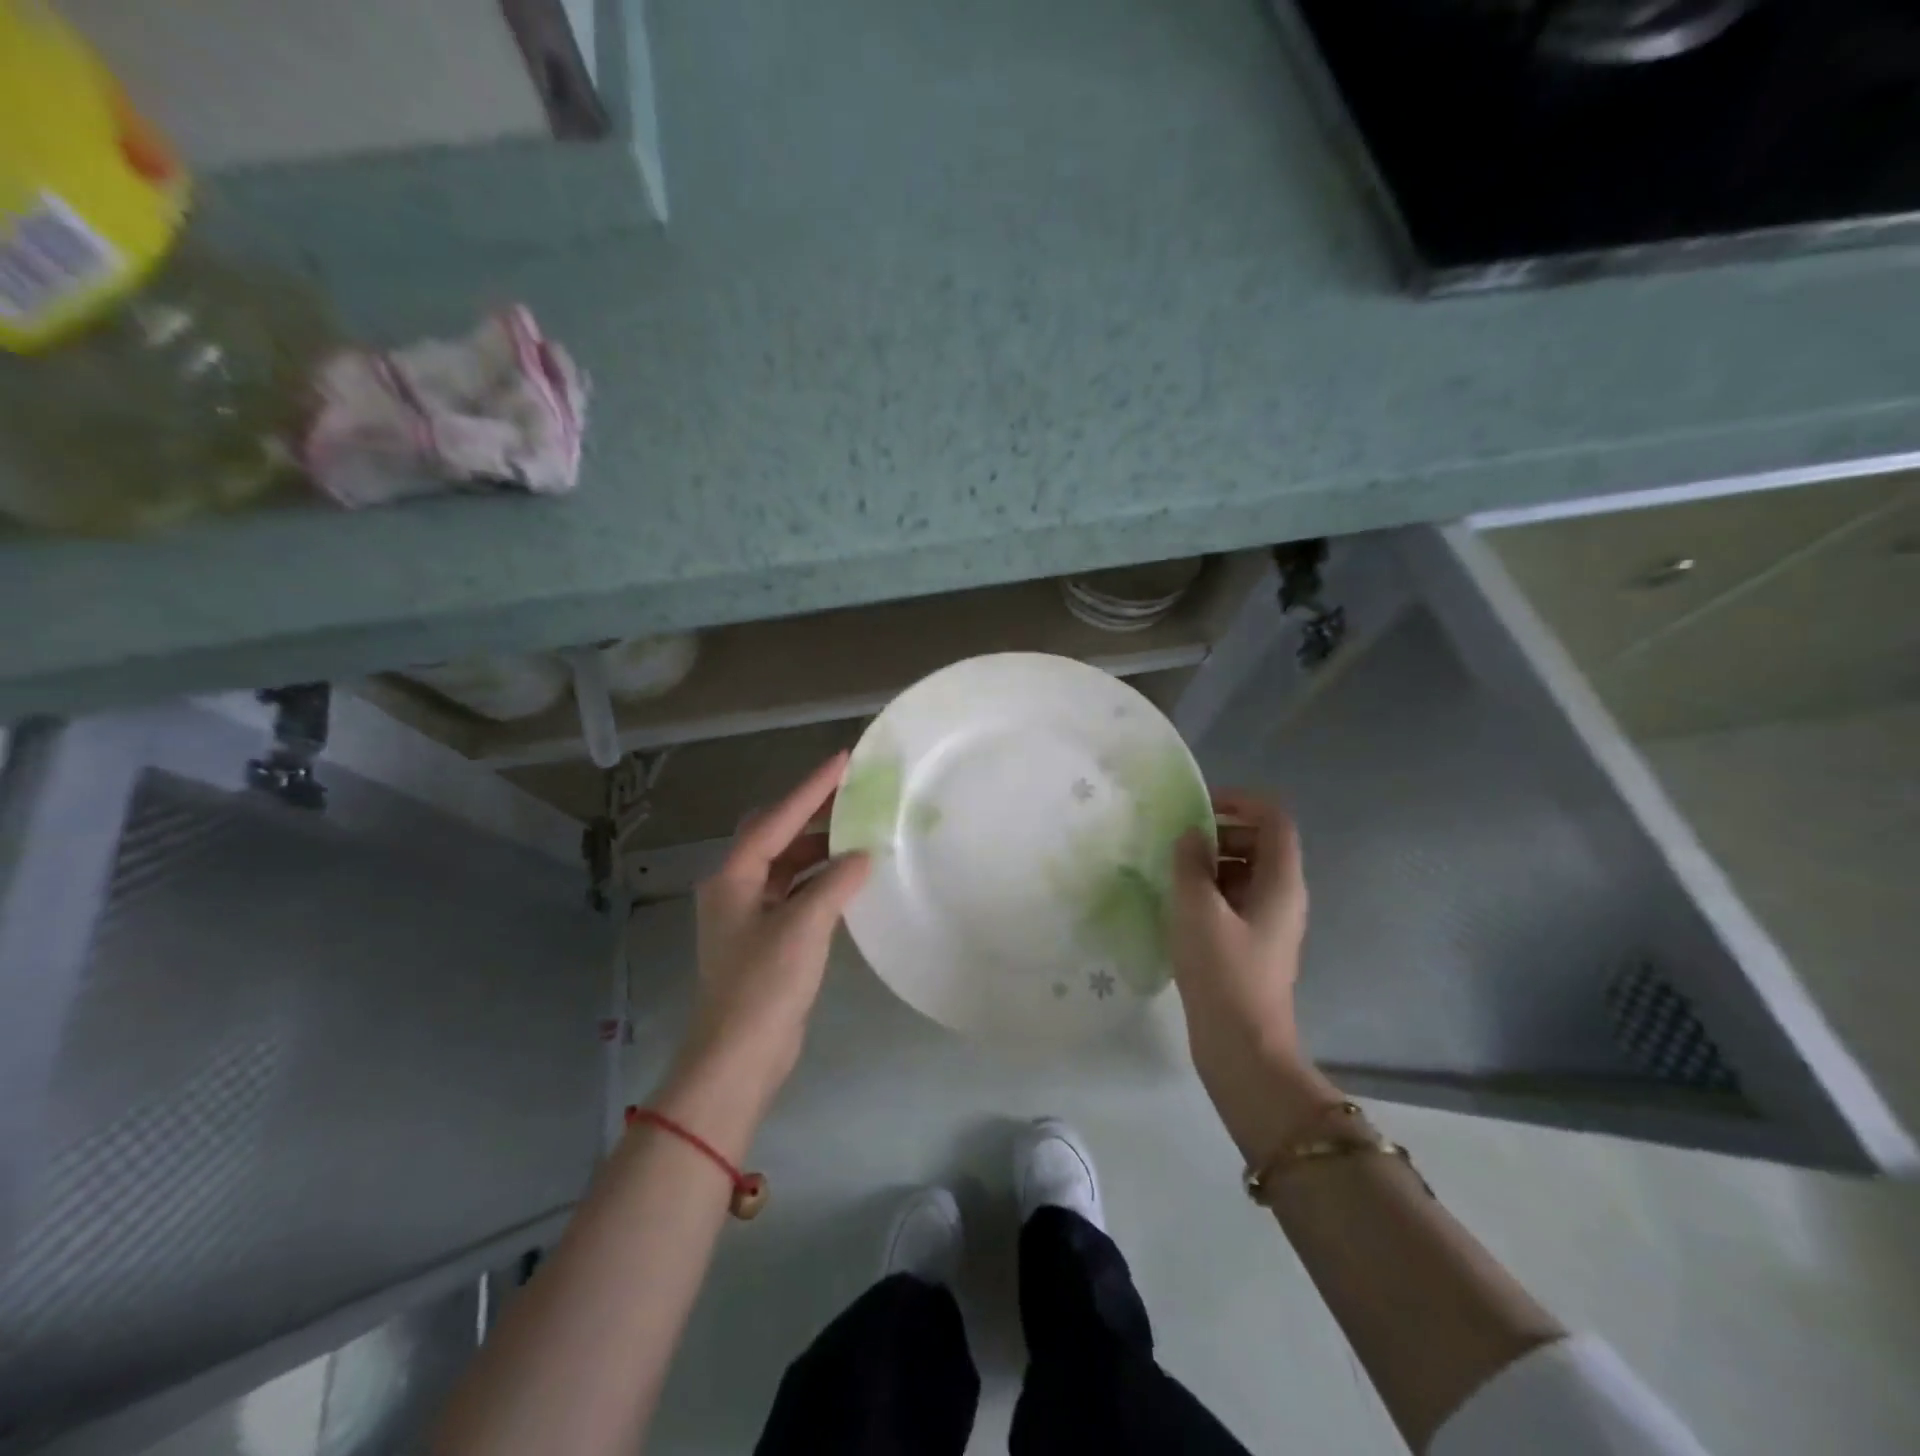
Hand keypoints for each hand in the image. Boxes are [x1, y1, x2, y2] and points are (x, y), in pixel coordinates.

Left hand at [661, 754, 870, 1150]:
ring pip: (787, 866)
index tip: (844, 760)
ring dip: (819, 850)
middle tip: (852, 795)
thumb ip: (835, 883)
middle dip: (812, 813)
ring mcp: (749, 915)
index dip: (810, 788)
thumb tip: (862, 857)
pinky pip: (795, 893)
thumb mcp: (804, 926)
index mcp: (733, 877)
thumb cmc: (764, 985)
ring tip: (859, 833)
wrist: (738, 1057)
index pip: (776, 819)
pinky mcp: (765, 939)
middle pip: (776, 836)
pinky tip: (849, 879)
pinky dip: (821, 881)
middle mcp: (736, 888)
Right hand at [1169, 791, 1337, 1155]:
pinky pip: (1234, 901)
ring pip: (1244, 873)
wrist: (1242, 1048)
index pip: (1273, 818)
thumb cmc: (1222, 973)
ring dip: (1210, 864)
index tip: (1198, 808)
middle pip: (1259, 842)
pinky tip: (1177, 906)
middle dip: (1220, 834)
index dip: (1239, 801)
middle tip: (1177, 844)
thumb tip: (1192, 835)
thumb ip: (1190, 863)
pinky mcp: (1252, 945)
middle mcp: (1282, 897)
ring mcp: (1268, 923)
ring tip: (1170, 873)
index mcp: (1281, 882)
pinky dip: (1209, 892)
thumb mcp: (1196, 910)